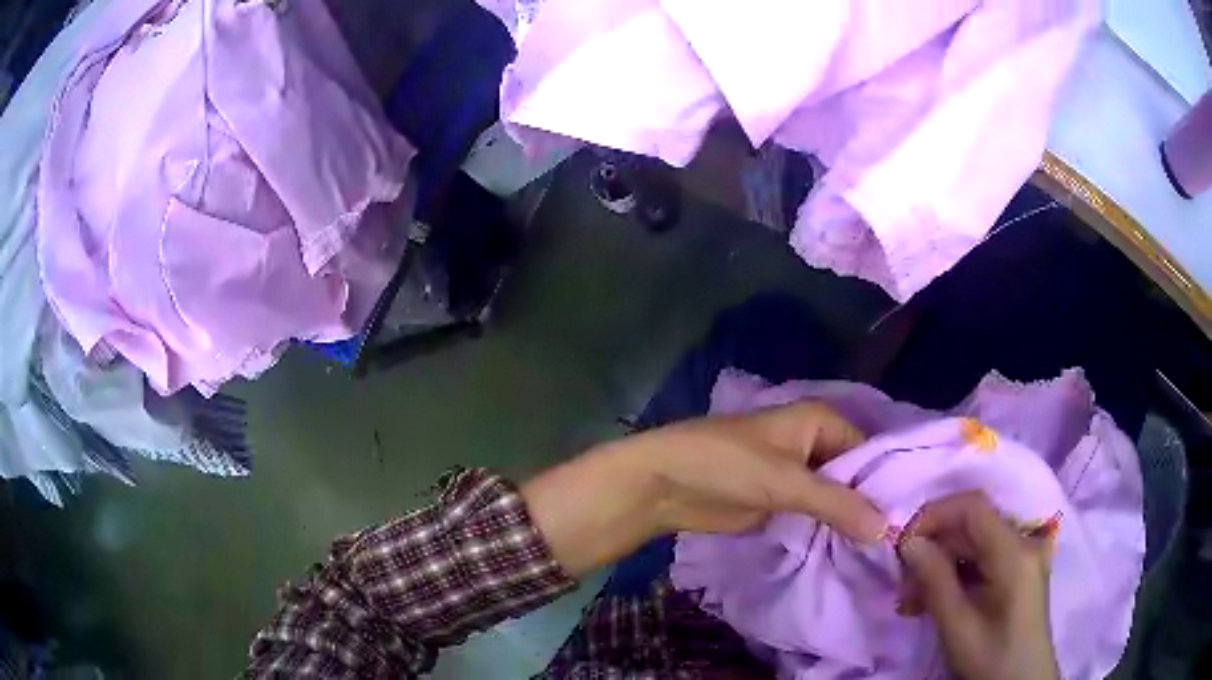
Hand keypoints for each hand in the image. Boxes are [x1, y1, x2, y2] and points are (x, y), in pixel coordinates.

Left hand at [522, 402, 886, 575]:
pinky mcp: (783, 502)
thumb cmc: (727, 464)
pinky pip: (817, 514)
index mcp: (822, 421)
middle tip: (906, 540)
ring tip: (888, 551)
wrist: (667, 483)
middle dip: (873, 504)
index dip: (890, 481)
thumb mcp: (787, 480)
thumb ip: (838, 503)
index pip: (871, 450)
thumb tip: (888, 528)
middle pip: (856, 475)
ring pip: (838, 497)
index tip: (915, 517)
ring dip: (853, 520)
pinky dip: (831, 530)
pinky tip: (855, 552)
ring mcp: (800, 475)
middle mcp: (817, 444)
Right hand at [897, 492, 1059, 679]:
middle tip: (903, 588)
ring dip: (940, 565)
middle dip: (932, 550)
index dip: (935, 515)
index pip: (973, 507)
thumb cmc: (991, 658)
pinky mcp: (1020, 568)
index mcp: (1015, 552)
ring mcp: (1024, 553)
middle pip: (971, 526)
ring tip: (913, 601)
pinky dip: (955, 573)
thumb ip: (935, 580)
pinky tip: (935, 599)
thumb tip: (909, 542)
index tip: (902, 545)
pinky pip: (983, 557)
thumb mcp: (957, 626)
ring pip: (973, 542)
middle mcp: (1024, 541)